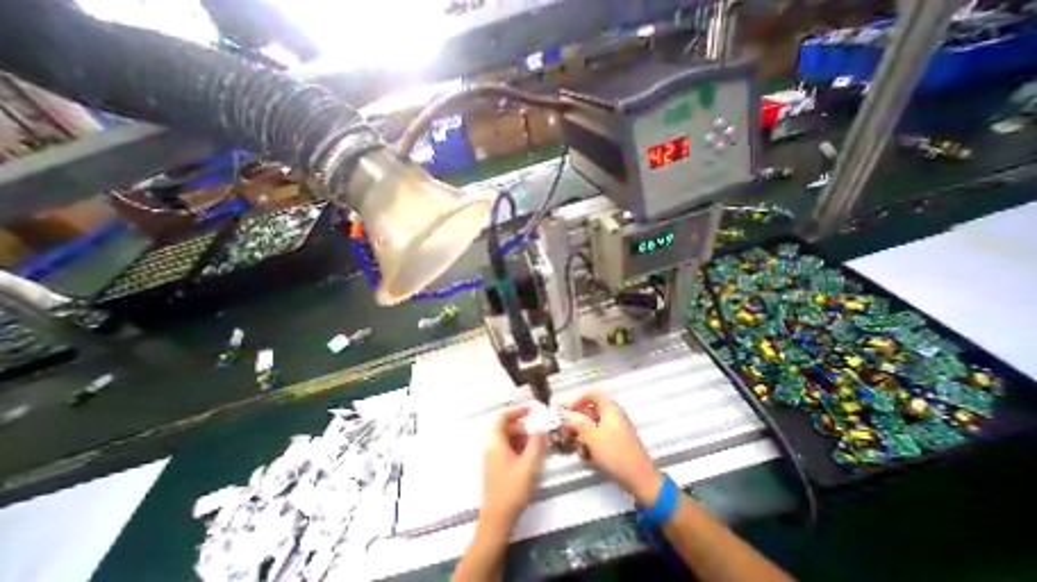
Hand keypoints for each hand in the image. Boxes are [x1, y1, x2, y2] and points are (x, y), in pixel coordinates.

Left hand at [479, 404, 544, 526]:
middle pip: (504, 426)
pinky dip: (517, 446)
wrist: (496, 520)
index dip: (516, 411)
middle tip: (537, 429)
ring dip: (520, 436)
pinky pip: (506, 447)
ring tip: (535, 443)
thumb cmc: (511, 490)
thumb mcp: (528, 466)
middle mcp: (491, 446)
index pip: (502, 417)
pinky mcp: (495, 466)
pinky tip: (529, 455)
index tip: (531, 410)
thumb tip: (543, 427)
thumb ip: (536, 444)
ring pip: (506, 438)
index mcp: (495, 442)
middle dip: (521, 425)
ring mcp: (492, 457)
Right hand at [560, 393, 663, 505]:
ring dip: (582, 435)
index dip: (577, 400)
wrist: (640, 480)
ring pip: (593, 425)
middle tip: (567, 433)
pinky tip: (587, 457)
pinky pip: (599, 436)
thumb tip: (564, 413)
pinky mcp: (617, 443)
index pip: (591, 394)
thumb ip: (576, 422)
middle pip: (590, 410)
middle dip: (577, 422)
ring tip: (578, 449)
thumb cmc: (615, 454)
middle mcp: (613, 415)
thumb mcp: (591, 436)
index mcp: (610, 408)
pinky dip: (591, 443)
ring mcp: (616, 429)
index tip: (568, 413)